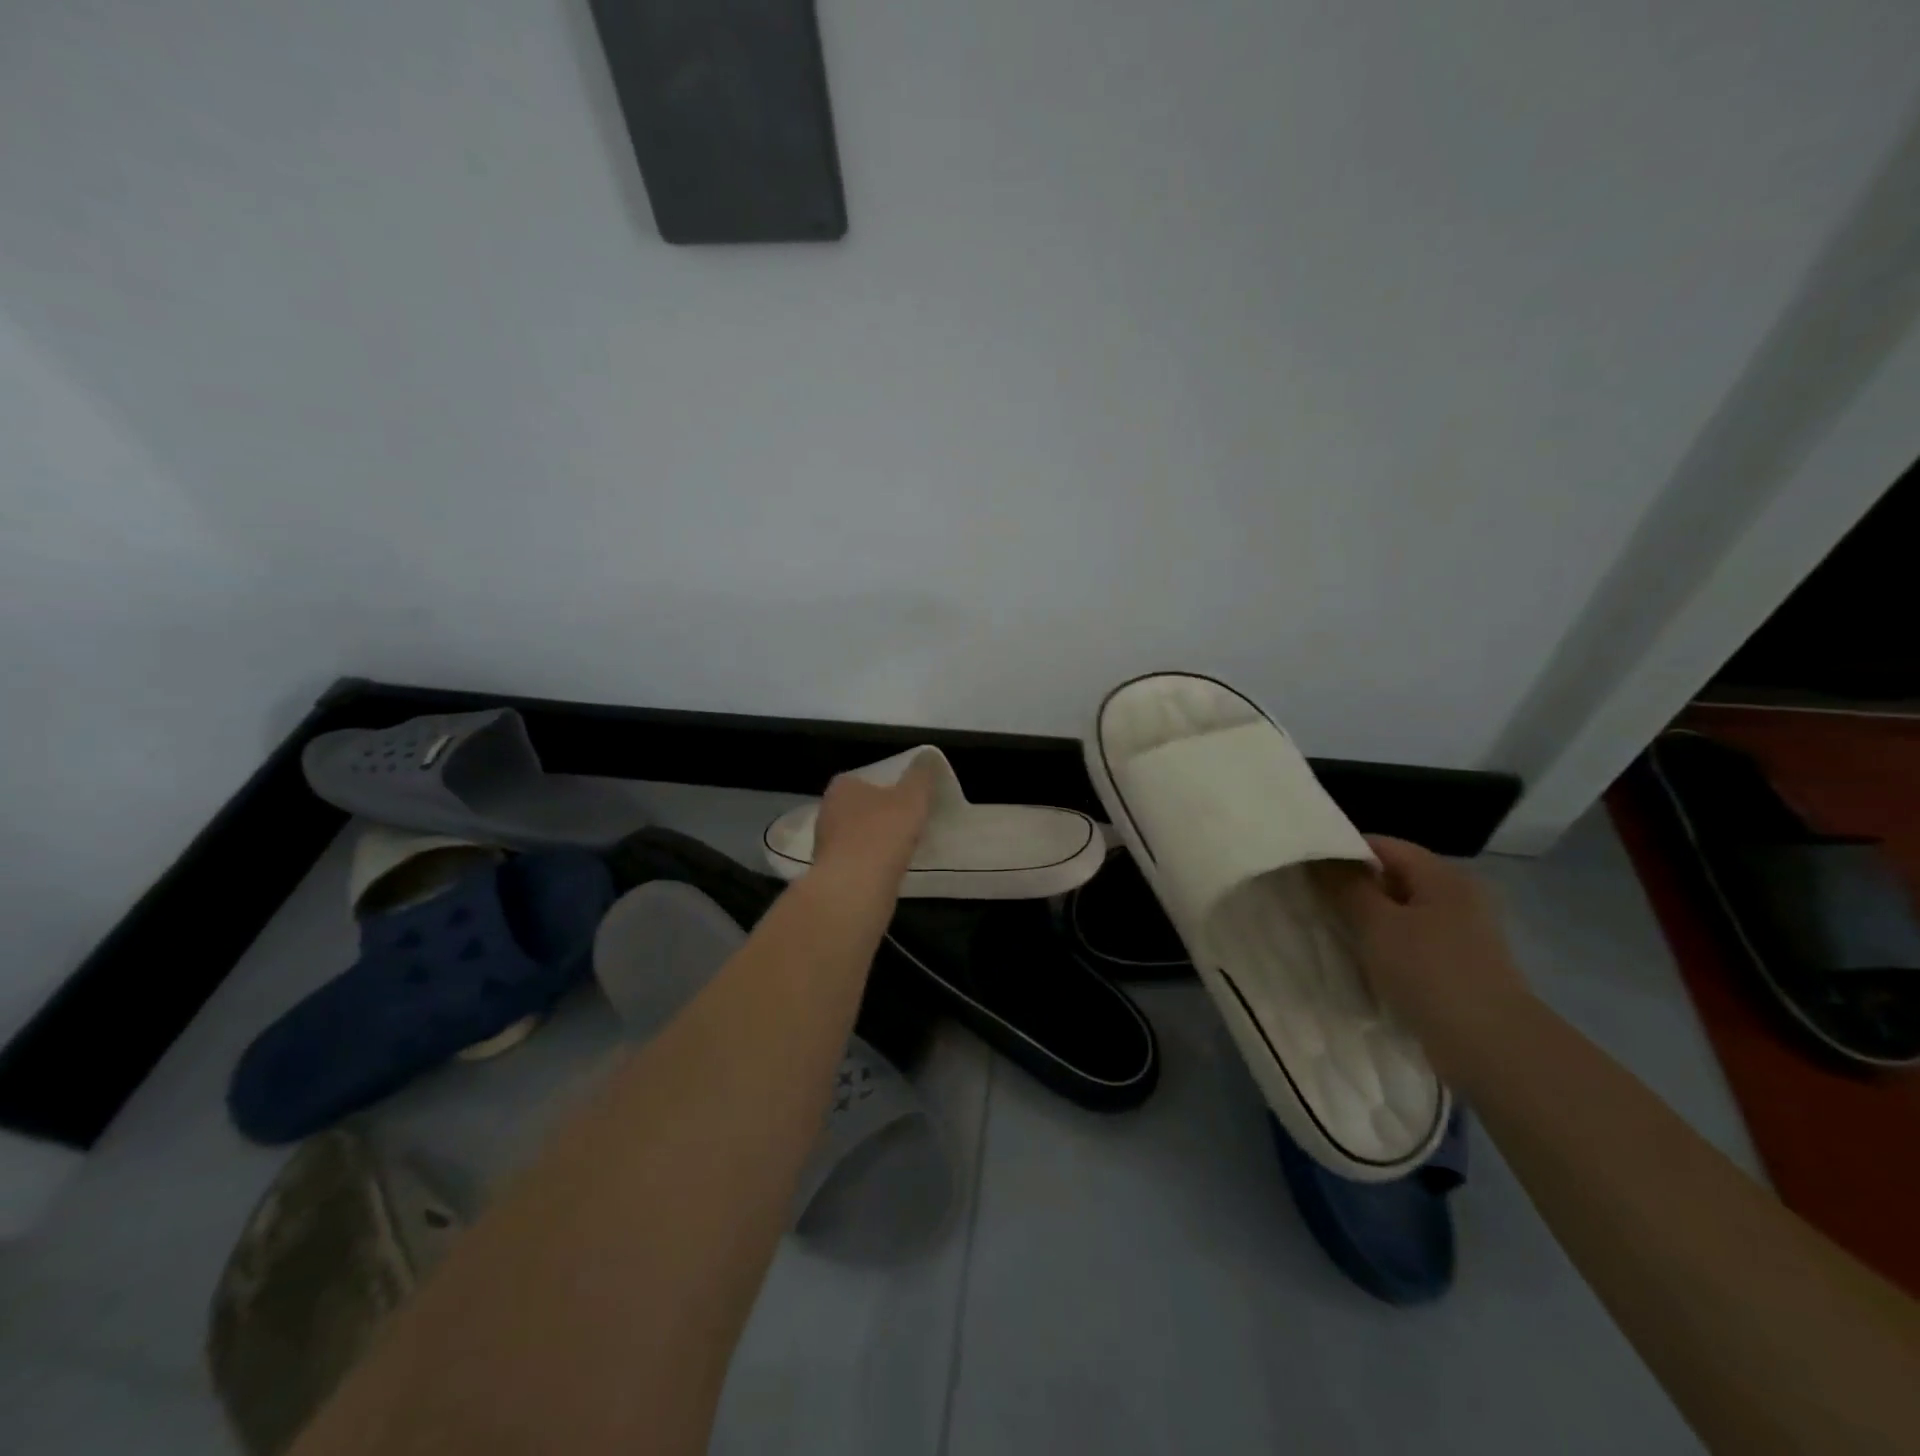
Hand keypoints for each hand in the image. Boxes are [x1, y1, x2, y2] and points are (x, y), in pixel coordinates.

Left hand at [810, 756, 937, 891]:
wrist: (855, 887)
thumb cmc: (883, 832)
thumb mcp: (913, 797)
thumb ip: (921, 776)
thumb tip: (926, 757)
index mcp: (842, 786)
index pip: (866, 779)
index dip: (889, 787)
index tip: (908, 800)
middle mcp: (826, 811)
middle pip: (860, 808)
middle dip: (881, 815)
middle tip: (909, 823)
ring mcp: (824, 844)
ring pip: (856, 836)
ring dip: (875, 841)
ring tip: (903, 848)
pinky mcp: (829, 872)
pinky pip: (856, 861)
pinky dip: (871, 863)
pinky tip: (888, 870)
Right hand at [1313, 835, 1531, 1076]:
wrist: (1492, 1047)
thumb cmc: (1431, 973)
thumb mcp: (1377, 924)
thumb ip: (1346, 886)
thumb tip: (1320, 858)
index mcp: (1443, 875)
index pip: (1382, 845)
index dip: (1341, 851)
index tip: (1305, 869)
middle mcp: (1457, 896)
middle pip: (1392, 876)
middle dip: (1352, 887)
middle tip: (1311, 899)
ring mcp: (1461, 932)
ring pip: (1400, 911)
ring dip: (1366, 919)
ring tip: (1329, 929)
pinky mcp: (1457, 965)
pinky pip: (1411, 940)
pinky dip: (1385, 944)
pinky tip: (1361, 959)